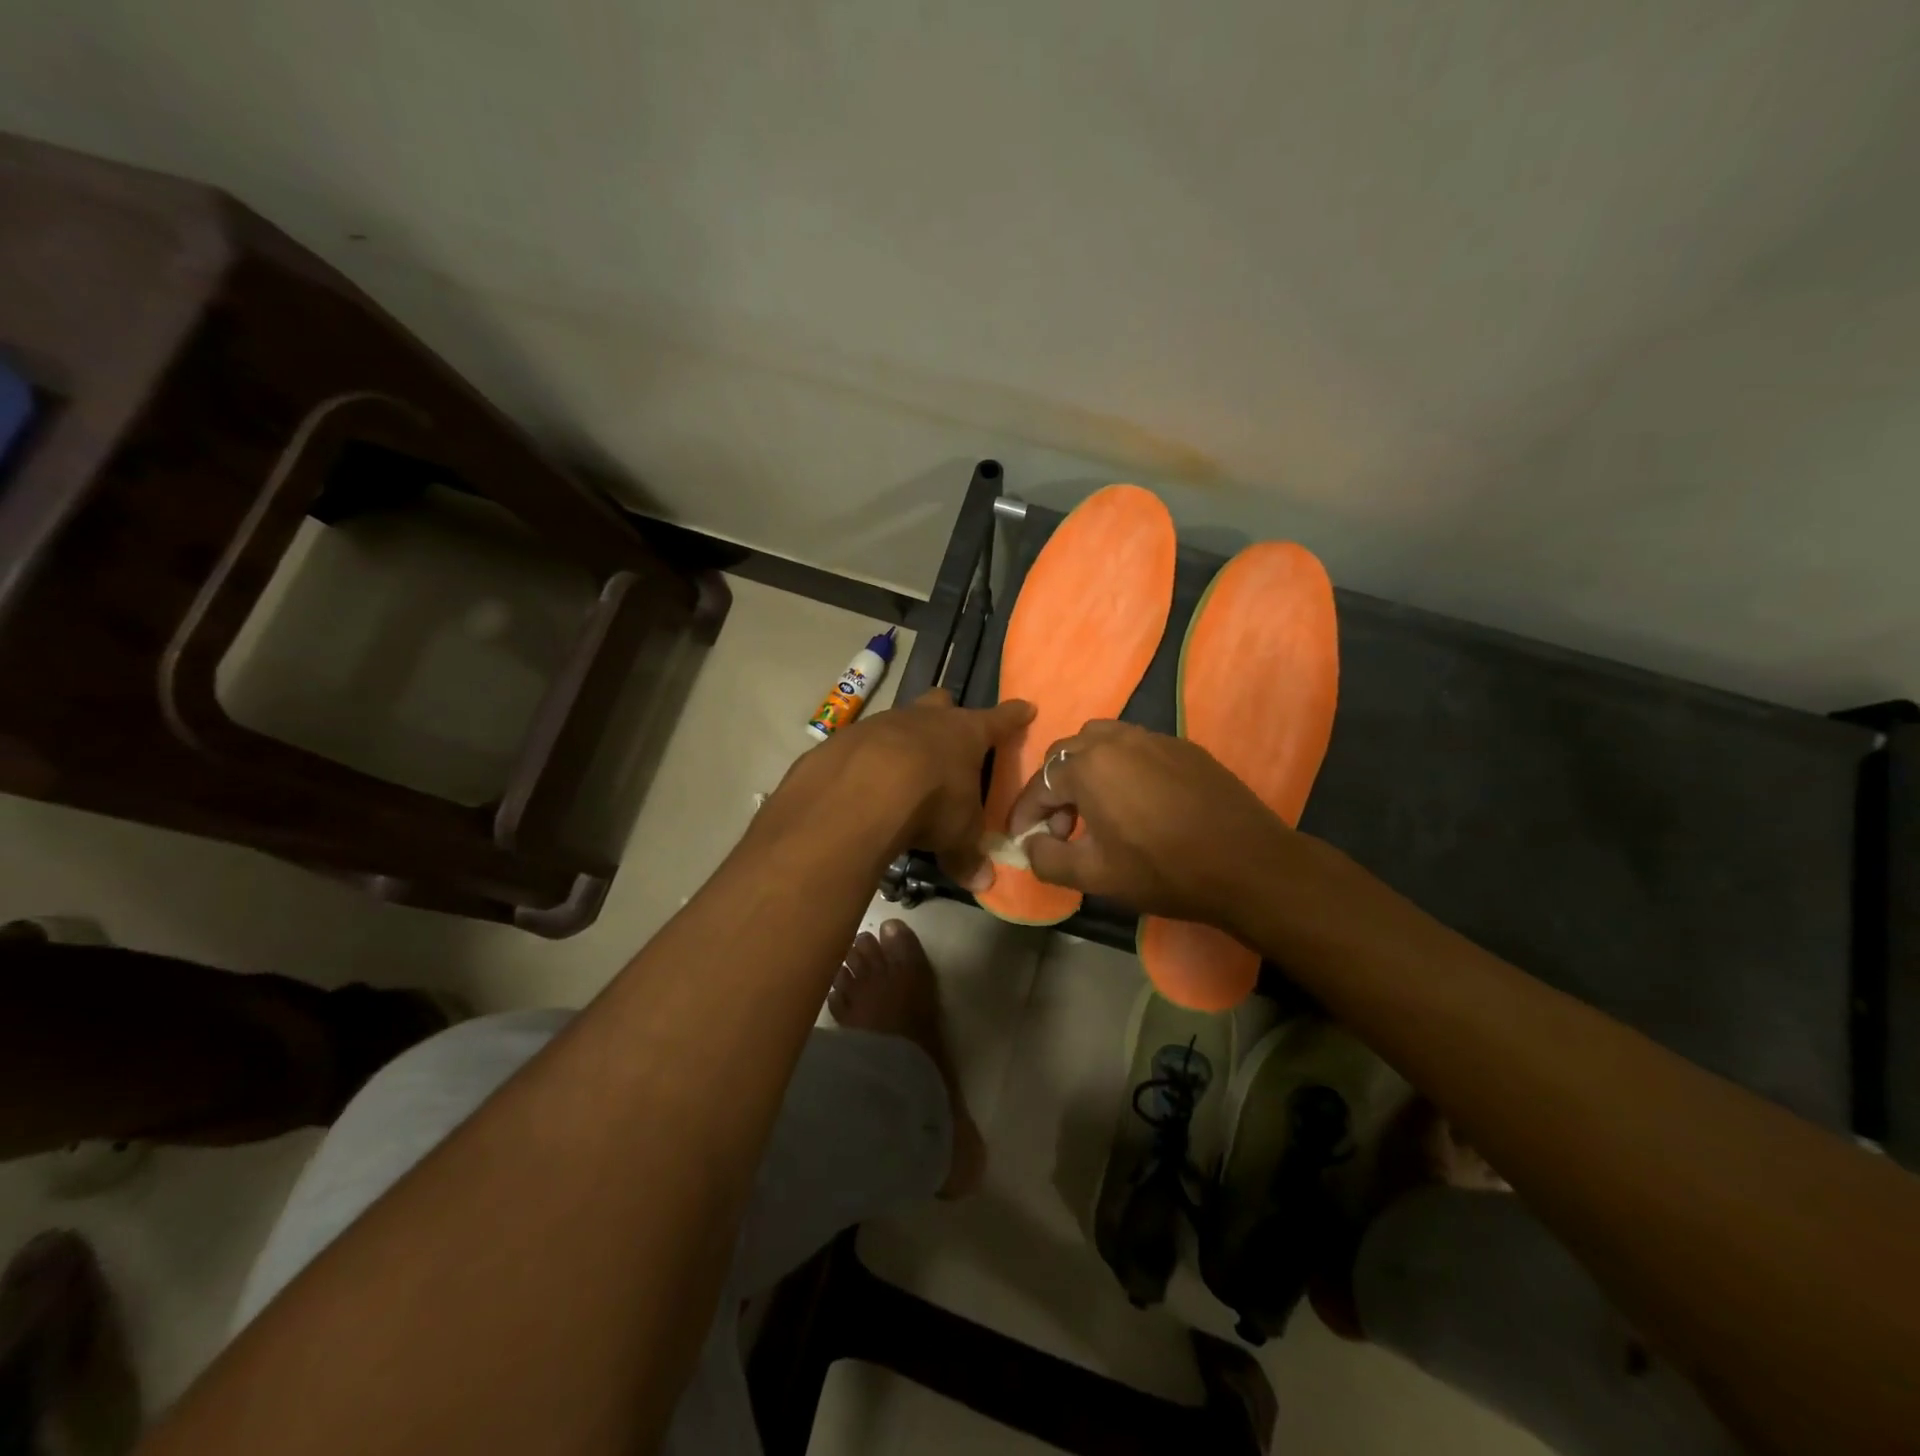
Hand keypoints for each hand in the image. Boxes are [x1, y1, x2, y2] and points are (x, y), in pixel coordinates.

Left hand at [767, 688, 1034, 889]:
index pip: (999, 720)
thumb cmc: (930, 803)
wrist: (858, 792)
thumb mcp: (958, 835)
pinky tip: (862, 786)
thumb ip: (968, 856)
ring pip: (899, 720)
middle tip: (948, 736)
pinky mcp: (845, 738)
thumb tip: (982, 882)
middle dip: (946, 715)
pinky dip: (866, 761)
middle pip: (941, 703)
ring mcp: (882, 723)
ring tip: (901, 771)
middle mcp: (925, 719)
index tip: (1024, 707)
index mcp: (965, 733)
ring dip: (903, 740)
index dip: (1012, 716)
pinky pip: (861, 745)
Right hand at [1005, 720, 1292, 931]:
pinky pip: (1136, 747)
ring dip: (1086, 770)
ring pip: (1102, 741)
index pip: (1040, 784)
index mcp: (1088, 766)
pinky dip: (1120, 767)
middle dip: (1054, 789)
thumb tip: (1031, 845)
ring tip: (1096, 808)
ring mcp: (1154, 739)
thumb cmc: (1163, 870)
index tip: (1021, 838)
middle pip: (1067, 753)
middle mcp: (1116, 740)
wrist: (1248, 865)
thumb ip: (1048, 859)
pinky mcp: (1184, 747)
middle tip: (1062, 828)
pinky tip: (1137, 802)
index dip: (1025, 814)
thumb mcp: (1095, 876)